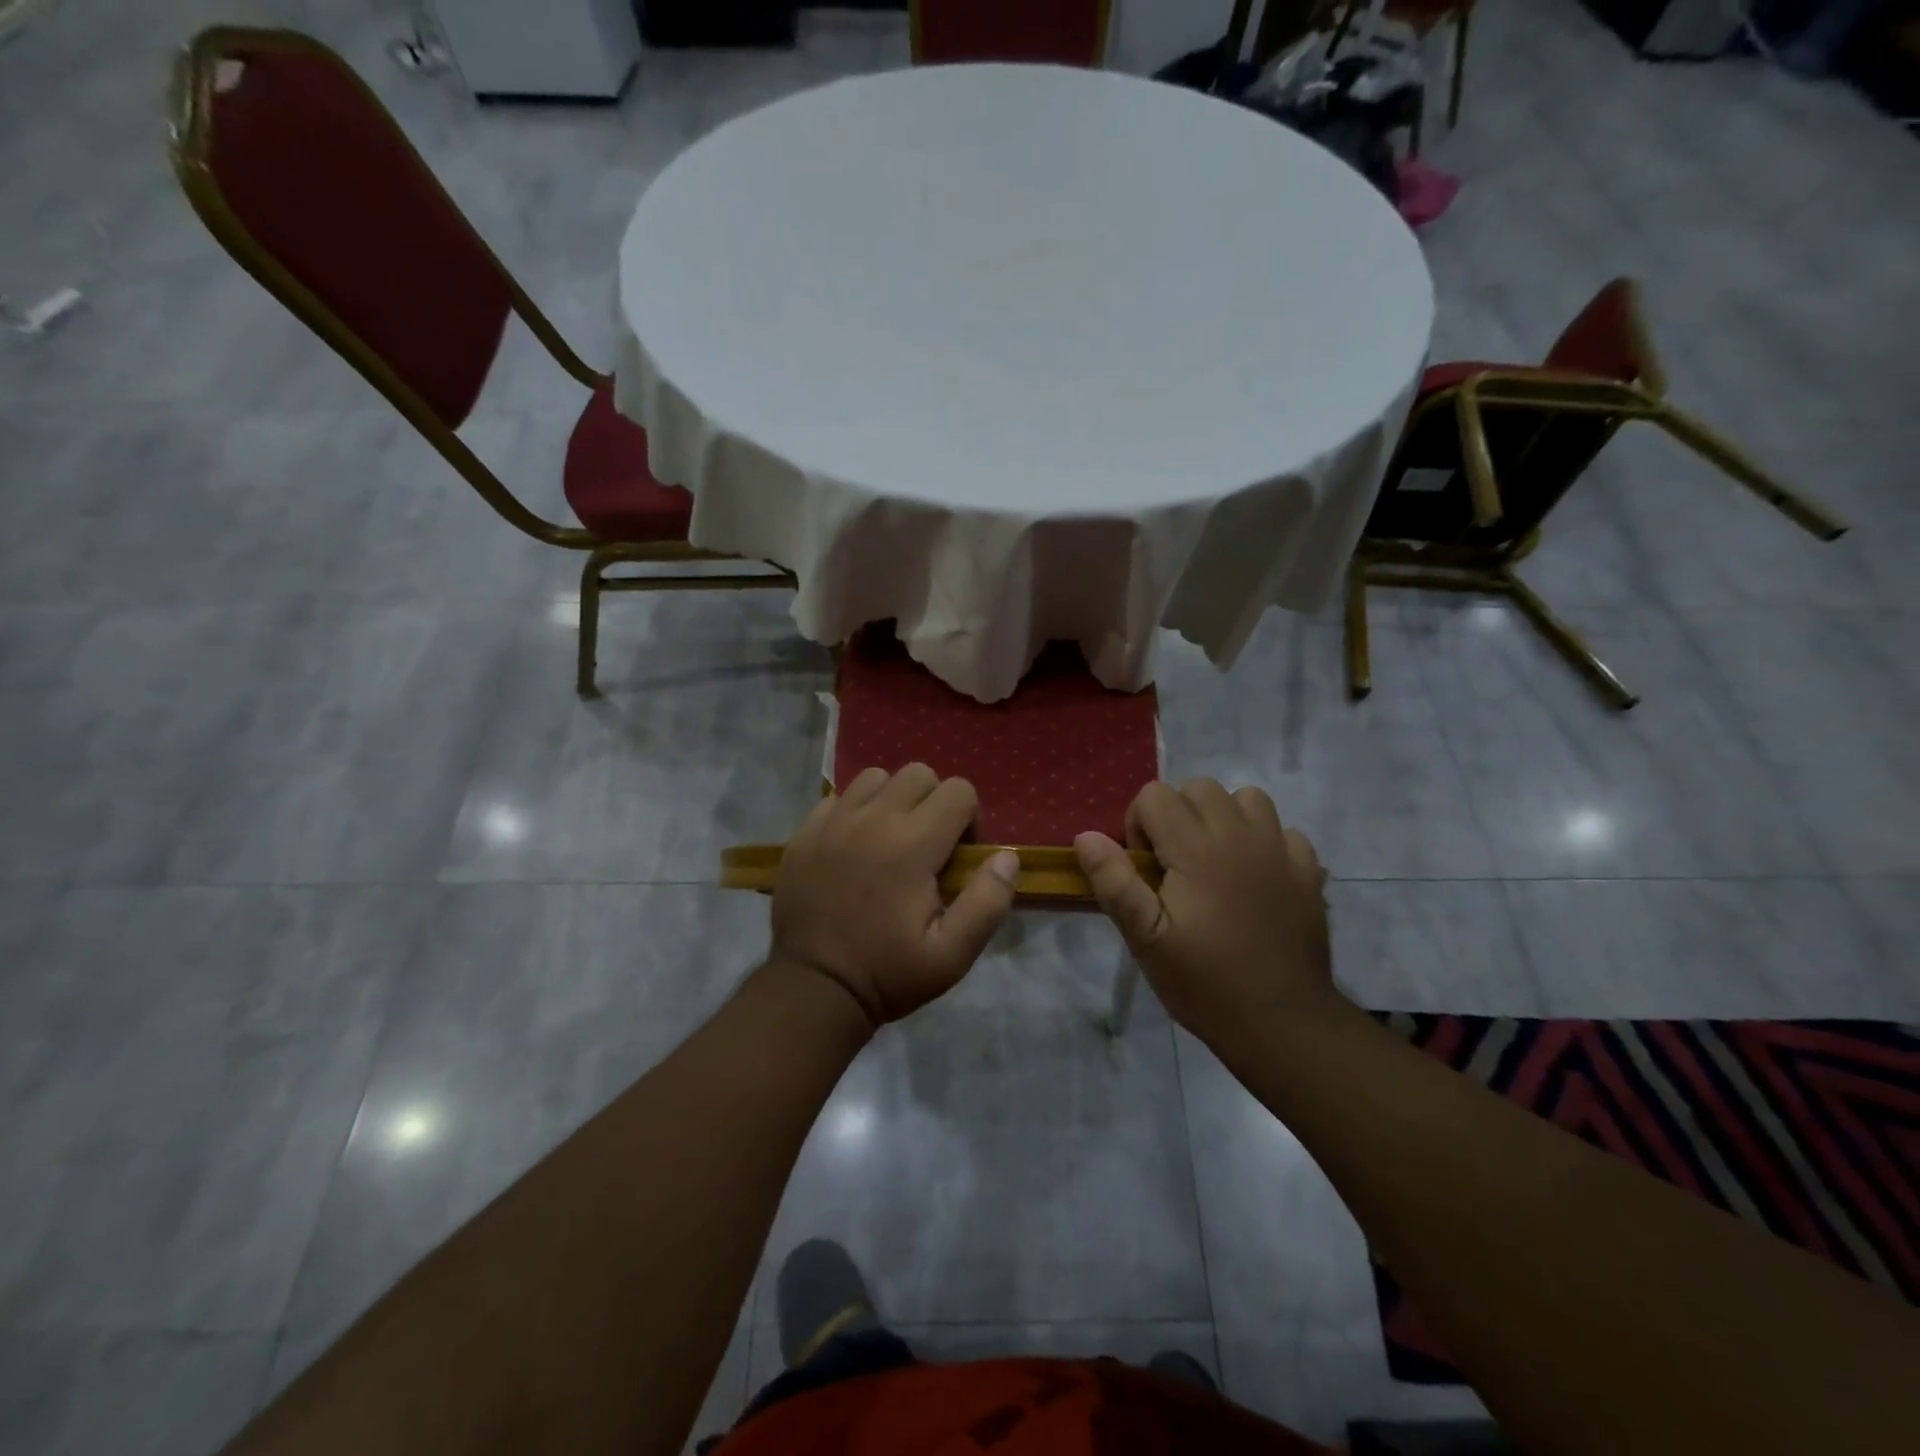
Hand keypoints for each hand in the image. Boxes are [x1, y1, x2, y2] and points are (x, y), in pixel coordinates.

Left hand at [772, 764, 1019, 1028]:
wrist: (812, 988)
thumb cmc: (887, 974)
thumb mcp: (952, 955)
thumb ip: (988, 902)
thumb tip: (1006, 857)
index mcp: (913, 845)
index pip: (959, 791)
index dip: (969, 820)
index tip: (957, 858)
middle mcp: (873, 819)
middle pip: (919, 774)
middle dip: (934, 802)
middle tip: (927, 847)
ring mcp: (833, 821)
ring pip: (876, 778)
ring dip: (893, 800)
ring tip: (890, 840)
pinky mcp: (805, 832)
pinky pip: (839, 797)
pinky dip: (854, 811)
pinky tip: (854, 847)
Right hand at [1074, 780, 1335, 1047]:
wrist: (1282, 1023)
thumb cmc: (1204, 982)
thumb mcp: (1145, 939)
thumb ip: (1114, 882)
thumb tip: (1086, 836)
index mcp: (1197, 847)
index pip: (1155, 795)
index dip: (1139, 825)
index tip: (1145, 870)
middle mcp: (1240, 835)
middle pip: (1199, 788)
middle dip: (1177, 815)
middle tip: (1174, 867)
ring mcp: (1280, 850)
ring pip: (1246, 799)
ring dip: (1223, 819)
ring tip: (1215, 862)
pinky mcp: (1308, 871)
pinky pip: (1282, 831)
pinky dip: (1263, 842)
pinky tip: (1255, 879)